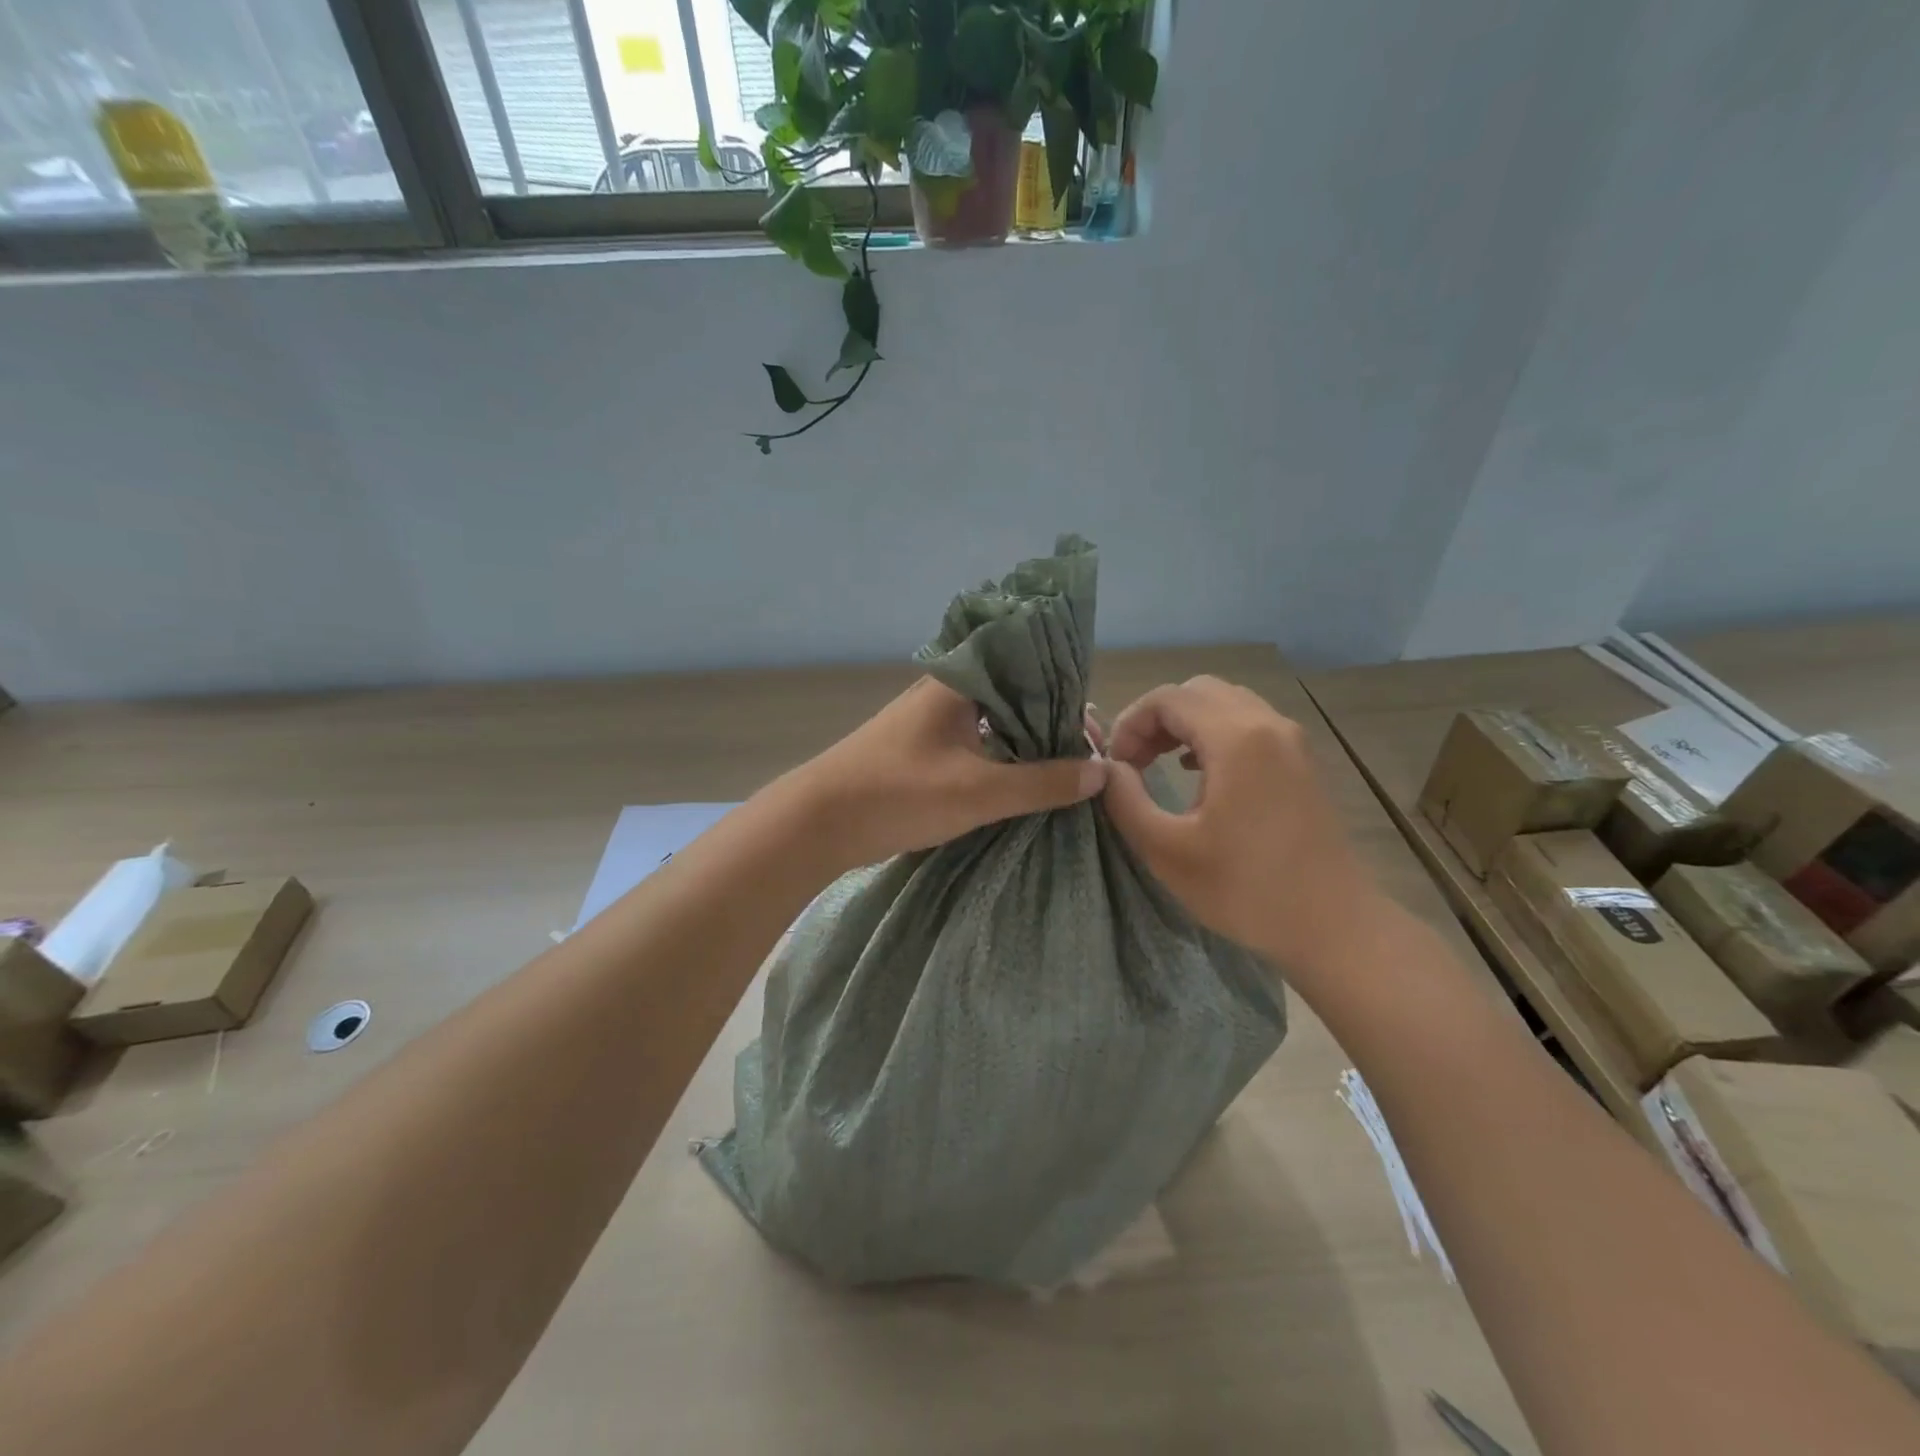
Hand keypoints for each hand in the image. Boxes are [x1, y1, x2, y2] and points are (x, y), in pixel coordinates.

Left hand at [790, 678, 1106, 869]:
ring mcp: (931, 718)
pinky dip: (1002, 756)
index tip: (1096, 735)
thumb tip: (1101, 771)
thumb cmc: (898, 794)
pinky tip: (1023, 780)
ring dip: (1027, 743)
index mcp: (960, 680)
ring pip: (995, 720)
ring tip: (1065, 772)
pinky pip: (976, 741)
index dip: (1068, 699)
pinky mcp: (921, 746)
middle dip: (1053, 724)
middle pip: (1015, 694)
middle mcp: (947, 689)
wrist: (818, 823)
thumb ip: (1042, 781)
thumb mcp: (979, 791)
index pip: (1031, 669)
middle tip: (1087, 759)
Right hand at [1100, 676, 1379, 967]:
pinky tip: (1197, 772)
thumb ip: (1126, 800)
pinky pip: (1248, 723)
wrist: (1333, 926)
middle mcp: (1268, 724)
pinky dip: (1213, 734)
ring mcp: (1292, 741)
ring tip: (1158, 764)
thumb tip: (1108, 768)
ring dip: (1184, 724)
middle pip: (1197, 691)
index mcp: (1237, 739)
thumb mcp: (1166, 851)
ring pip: (1224, 703)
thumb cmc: (1246, 891)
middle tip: (1133, 762)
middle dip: (1155, 718)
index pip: (1167, 698)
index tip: (1114, 766)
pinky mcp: (1301, 761)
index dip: (1129, 723)